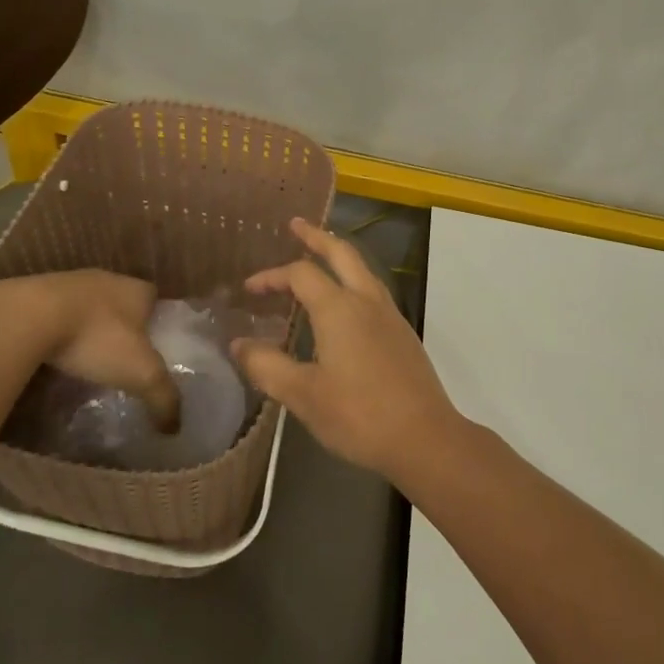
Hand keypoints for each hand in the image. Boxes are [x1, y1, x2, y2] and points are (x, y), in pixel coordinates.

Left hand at [0, 271, 180, 432]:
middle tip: (122, 357)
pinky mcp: (34, 293)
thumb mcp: (140, 374)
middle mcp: (106, 278)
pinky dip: (58, 330)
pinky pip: (55, 313)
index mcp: (137, 289)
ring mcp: (67, 282)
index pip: (156, 300)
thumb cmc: (97, 338)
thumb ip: (163, 397)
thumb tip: (176, 428)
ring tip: (87, 358)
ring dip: (88, 326)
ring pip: (87, 306)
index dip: (157, 322)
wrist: (27, 317)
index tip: (154, 347)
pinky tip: (54, 353)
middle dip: (123, 326)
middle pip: (121, 302)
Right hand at [232, 218, 463, 478]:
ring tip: (319, 258)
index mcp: (339, 309)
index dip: (271, 276)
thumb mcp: (302, 394)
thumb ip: (267, 366)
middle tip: (295, 225)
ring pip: (363, 270)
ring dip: (338, 257)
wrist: (424, 438)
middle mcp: (367, 301)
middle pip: (342, 253)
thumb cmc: (358, 415)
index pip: (300, 274)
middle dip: (317, 237)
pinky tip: (344, 306)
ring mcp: (390, 316)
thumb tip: (238, 344)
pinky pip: (373, 292)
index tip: (249, 289)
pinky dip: (352, 282)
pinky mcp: (403, 335)